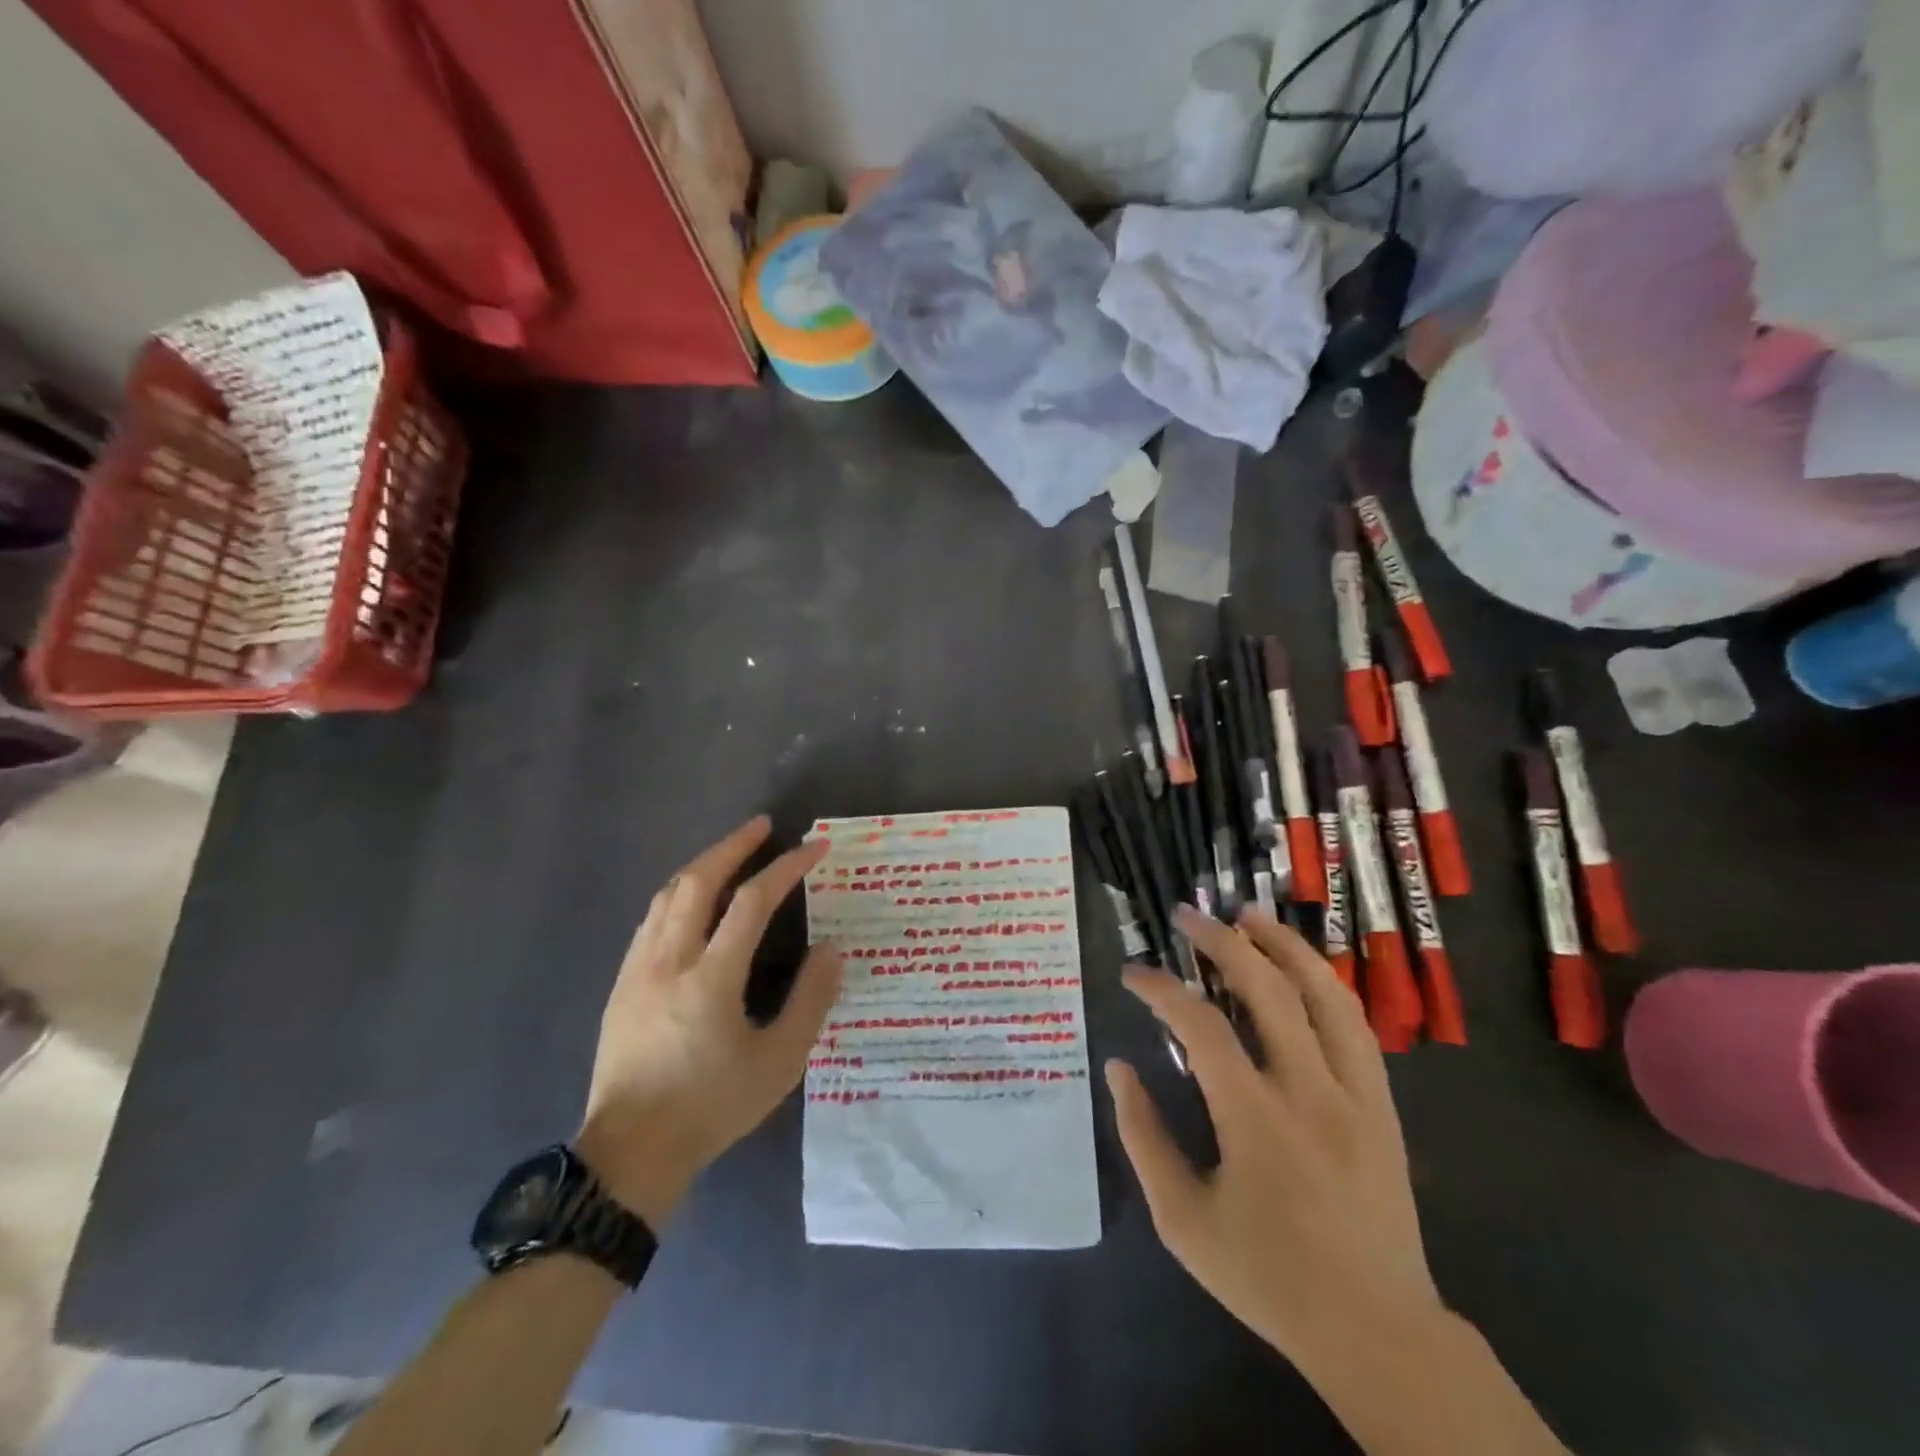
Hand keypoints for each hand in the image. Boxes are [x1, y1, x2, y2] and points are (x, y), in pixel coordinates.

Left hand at [577, 816, 841, 1228]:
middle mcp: (669, 960)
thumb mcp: (778, 1063)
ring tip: (731, 852)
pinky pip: (651, 918)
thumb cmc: (711, 1107)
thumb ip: (810, 1001)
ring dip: (703, 864)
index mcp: (710, 978)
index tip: (814, 847)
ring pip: (667, 895)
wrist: (630, 1154)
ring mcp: (638, 969)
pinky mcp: (622, 983)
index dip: (786, 868)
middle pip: (698, 881)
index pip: (752, 902)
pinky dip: (679, 893)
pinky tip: (692, 899)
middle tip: (763, 826)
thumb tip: (832, 948)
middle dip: (734, 846)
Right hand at [1106, 905, 1445, 1375]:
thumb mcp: (1181, 1219)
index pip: (1200, 1025)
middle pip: (1268, 988)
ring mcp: (1355, 1094)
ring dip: (1284, 945)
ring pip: (1324, 994)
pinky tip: (1301, 967)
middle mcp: (1309, 1091)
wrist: (1375, 1330)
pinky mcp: (1383, 1104)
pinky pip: (1354, 1025)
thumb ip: (1143, 1137)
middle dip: (1222, 941)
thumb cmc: (1267, 1275)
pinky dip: (1324, 983)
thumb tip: (1119, 1068)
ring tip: (1250, 914)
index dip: (1160, 989)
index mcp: (1255, 1119)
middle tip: (1189, 916)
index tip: (1132, 974)